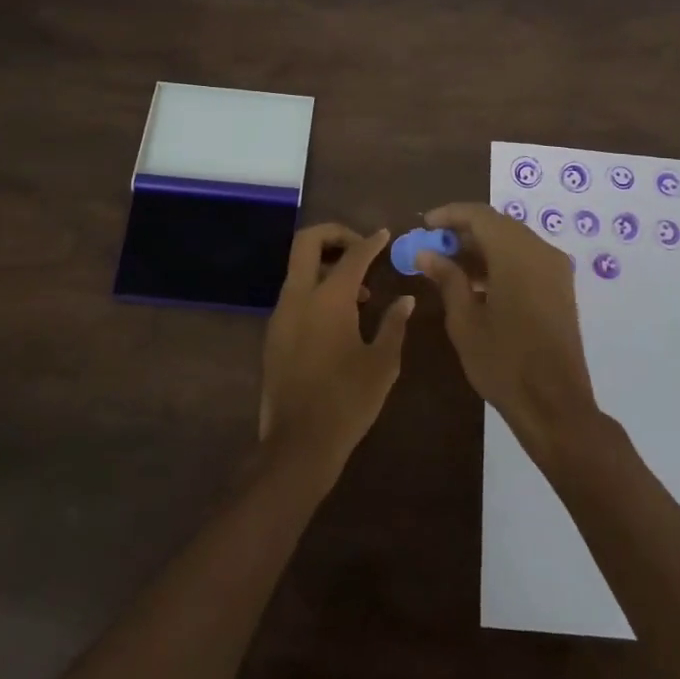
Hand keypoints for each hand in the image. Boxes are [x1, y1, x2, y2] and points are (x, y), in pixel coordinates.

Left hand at [259, 224, 413, 480]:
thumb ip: (394, 324)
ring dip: (326, 265)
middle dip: (334, 234)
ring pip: (298, 268)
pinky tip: (340, 318)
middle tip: (361, 247)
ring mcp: (281, 314)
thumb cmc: (348, 401)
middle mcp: (299, 296)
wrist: (299, 444)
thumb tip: (406, 299)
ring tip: (360, 293)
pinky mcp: (274, 334)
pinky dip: (316, 289)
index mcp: (328, 298)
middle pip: (307, 242)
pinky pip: (295, 294)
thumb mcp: (383, 363)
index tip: (385, 235)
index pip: (353, 255)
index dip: (372, 241)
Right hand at [415, 203, 599, 461]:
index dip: (450, 214)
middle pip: (498, 225)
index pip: (479, 215)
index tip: (425, 225)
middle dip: (464, 231)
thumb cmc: (503, 362)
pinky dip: (501, 261)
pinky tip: (477, 283)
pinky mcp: (561, 287)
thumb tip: (426, 253)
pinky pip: (527, 258)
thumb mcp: (465, 321)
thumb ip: (447, 278)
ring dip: (482, 247)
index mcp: (516, 254)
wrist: (555, 405)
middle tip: (433, 245)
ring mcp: (555, 269)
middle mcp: (541, 251)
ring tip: (449, 265)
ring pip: (513, 241)